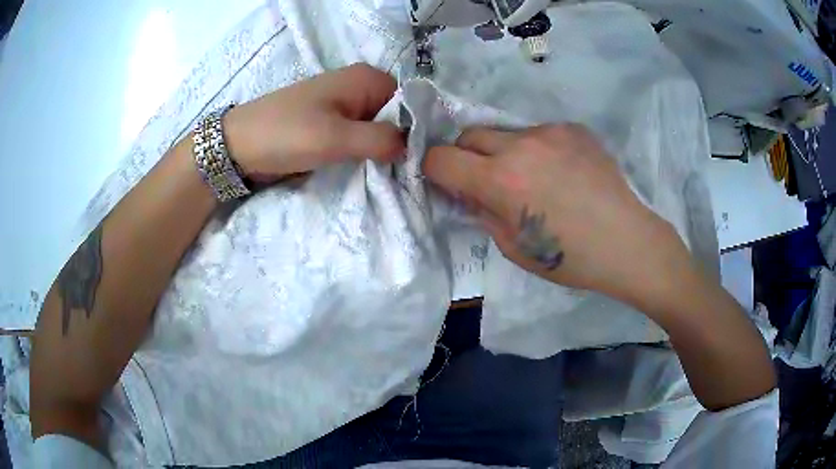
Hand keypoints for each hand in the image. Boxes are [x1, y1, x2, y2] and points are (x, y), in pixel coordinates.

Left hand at [223, 63, 403, 180]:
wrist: (239, 145)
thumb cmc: (286, 134)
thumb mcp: (337, 138)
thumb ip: (381, 140)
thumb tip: (413, 147)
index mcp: (365, 79)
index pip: (409, 102)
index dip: (415, 130)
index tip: (417, 161)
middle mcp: (358, 86)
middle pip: (394, 115)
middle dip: (397, 142)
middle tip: (403, 172)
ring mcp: (343, 104)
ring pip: (377, 128)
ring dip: (379, 150)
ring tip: (386, 174)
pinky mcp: (330, 122)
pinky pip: (358, 135)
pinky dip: (363, 151)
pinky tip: (367, 168)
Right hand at [423, 124, 693, 310]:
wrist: (629, 241)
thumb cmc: (571, 258)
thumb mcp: (514, 248)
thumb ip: (482, 212)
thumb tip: (466, 191)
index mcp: (501, 181)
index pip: (441, 158)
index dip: (434, 169)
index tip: (444, 181)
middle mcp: (520, 145)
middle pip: (468, 134)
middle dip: (466, 156)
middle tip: (485, 180)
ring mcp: (550, 132)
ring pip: (505, 133)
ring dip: (504, 152)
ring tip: (532, 178)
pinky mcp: (573, 128)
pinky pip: (539, 133)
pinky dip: (536, 150)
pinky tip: (561, 172)